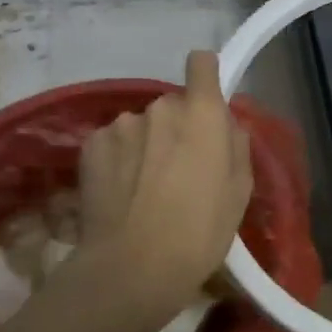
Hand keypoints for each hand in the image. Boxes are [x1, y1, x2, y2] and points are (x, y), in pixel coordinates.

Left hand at [75, 50, 252, 316]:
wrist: (133, 267)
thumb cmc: (200, 232)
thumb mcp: (240, 192)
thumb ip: (235, 146)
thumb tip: (225, 126)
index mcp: (202, 114)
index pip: (201, 64)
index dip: (205, 76)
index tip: (206, 100)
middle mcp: (161, 107)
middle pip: (173, 105)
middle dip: (177, 128)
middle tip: (179, 169)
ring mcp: (122, 124)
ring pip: (141, 126)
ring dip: (145, 144)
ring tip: (145, 188)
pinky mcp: (91, 144)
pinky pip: (113, 142)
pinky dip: (118, 159)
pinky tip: (120, 193)